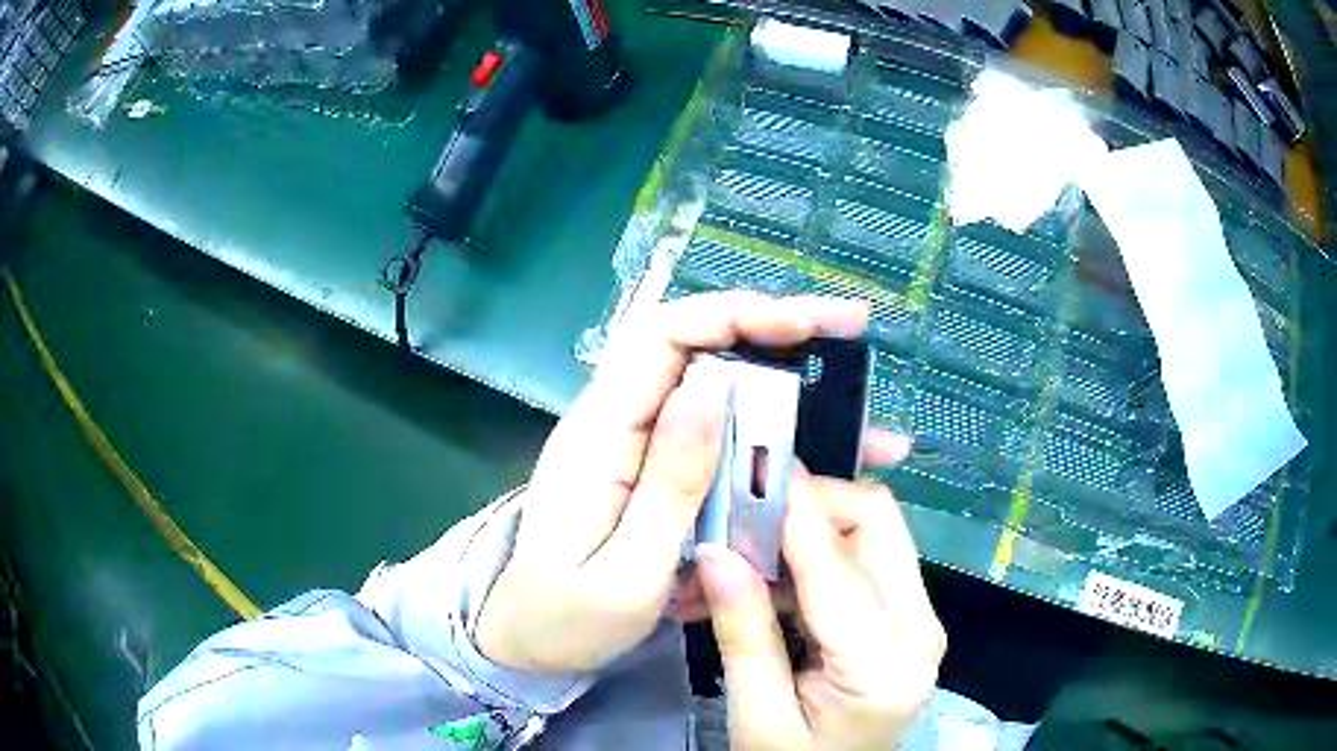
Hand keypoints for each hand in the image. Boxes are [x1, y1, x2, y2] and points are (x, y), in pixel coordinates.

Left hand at [475, 292, 876, 672]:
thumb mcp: (626, 570)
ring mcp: (636, 443)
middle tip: (849, 330)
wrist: (532, 639)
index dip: (736, 315)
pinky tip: (821, 458)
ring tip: (856, 412)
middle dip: (775, 329)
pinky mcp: (655, 469)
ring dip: (786, 387)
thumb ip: (668, 484)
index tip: (809, 323)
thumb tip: (711, 389)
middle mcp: (616, 421)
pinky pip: (719, 435)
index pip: (662, 336)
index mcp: (599, 435)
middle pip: (695, 344)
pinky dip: (772, 436)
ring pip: (716, 387)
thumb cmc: (570, 616)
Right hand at [697, 468, 945, 750]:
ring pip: (871, 531)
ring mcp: (921, 621)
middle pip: (875, 522)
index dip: (792, 506)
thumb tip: (715, 552)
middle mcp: (921, 630)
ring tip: (738, 557)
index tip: (745, 464)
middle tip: (738, 520)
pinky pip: (865, 560)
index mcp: (885, 667)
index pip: (838, 564)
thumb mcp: (756, 715)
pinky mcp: (908, 619)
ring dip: (805, 530)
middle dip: (807, 504)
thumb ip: (742, 633)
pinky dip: (814, 558)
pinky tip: (764, 582)